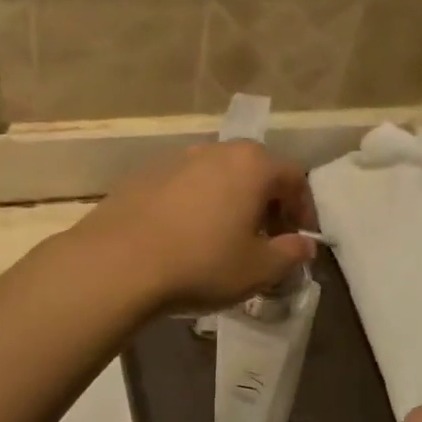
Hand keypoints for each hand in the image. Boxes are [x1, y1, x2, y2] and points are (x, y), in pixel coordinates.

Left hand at [79, 142, 316, 313]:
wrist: (117, 264)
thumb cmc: (201, 264)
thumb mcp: (258, 270)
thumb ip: (290, 254)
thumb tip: (304, 245)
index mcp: (252, 165)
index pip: (294, 177)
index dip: (304, 209)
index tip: (300, 238)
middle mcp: (216, 151)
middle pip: (255, 170)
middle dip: (268, 203)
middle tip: (266, 238)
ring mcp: (175, 159)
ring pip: (218, 176)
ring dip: (231, 202)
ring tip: (225, 239)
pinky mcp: (143, 176)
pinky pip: (185, 187)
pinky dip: (197, 205)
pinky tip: (186, 237)